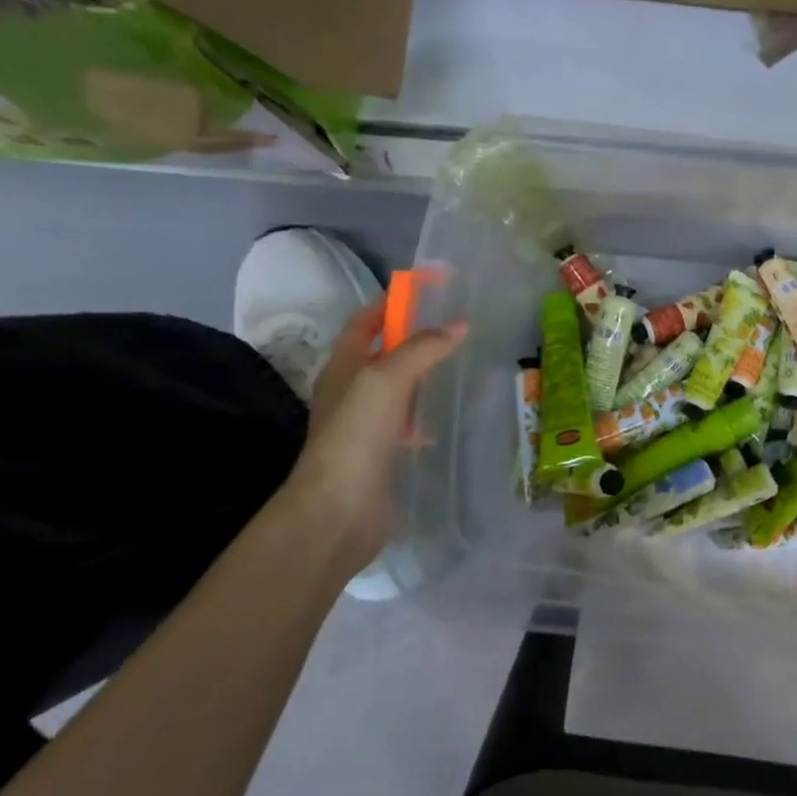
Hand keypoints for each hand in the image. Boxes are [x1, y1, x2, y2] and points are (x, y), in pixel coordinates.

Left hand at [278, 301, 467, 584]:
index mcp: (344, 366)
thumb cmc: (356, 435)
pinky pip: (404, 422)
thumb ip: (423, 348)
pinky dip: (423, 415)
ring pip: (396, 388)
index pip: (368, 319)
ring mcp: (363, 424)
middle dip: (414, 337)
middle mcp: (350, 390)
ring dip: (421, 376)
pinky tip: (442, 422)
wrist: (337, 509)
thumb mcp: (388, 379)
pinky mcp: (378, 453)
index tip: (433, 286)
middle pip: (383, 352)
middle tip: (455, 328)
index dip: (395, 299)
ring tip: (456, 368)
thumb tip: (459, 324)